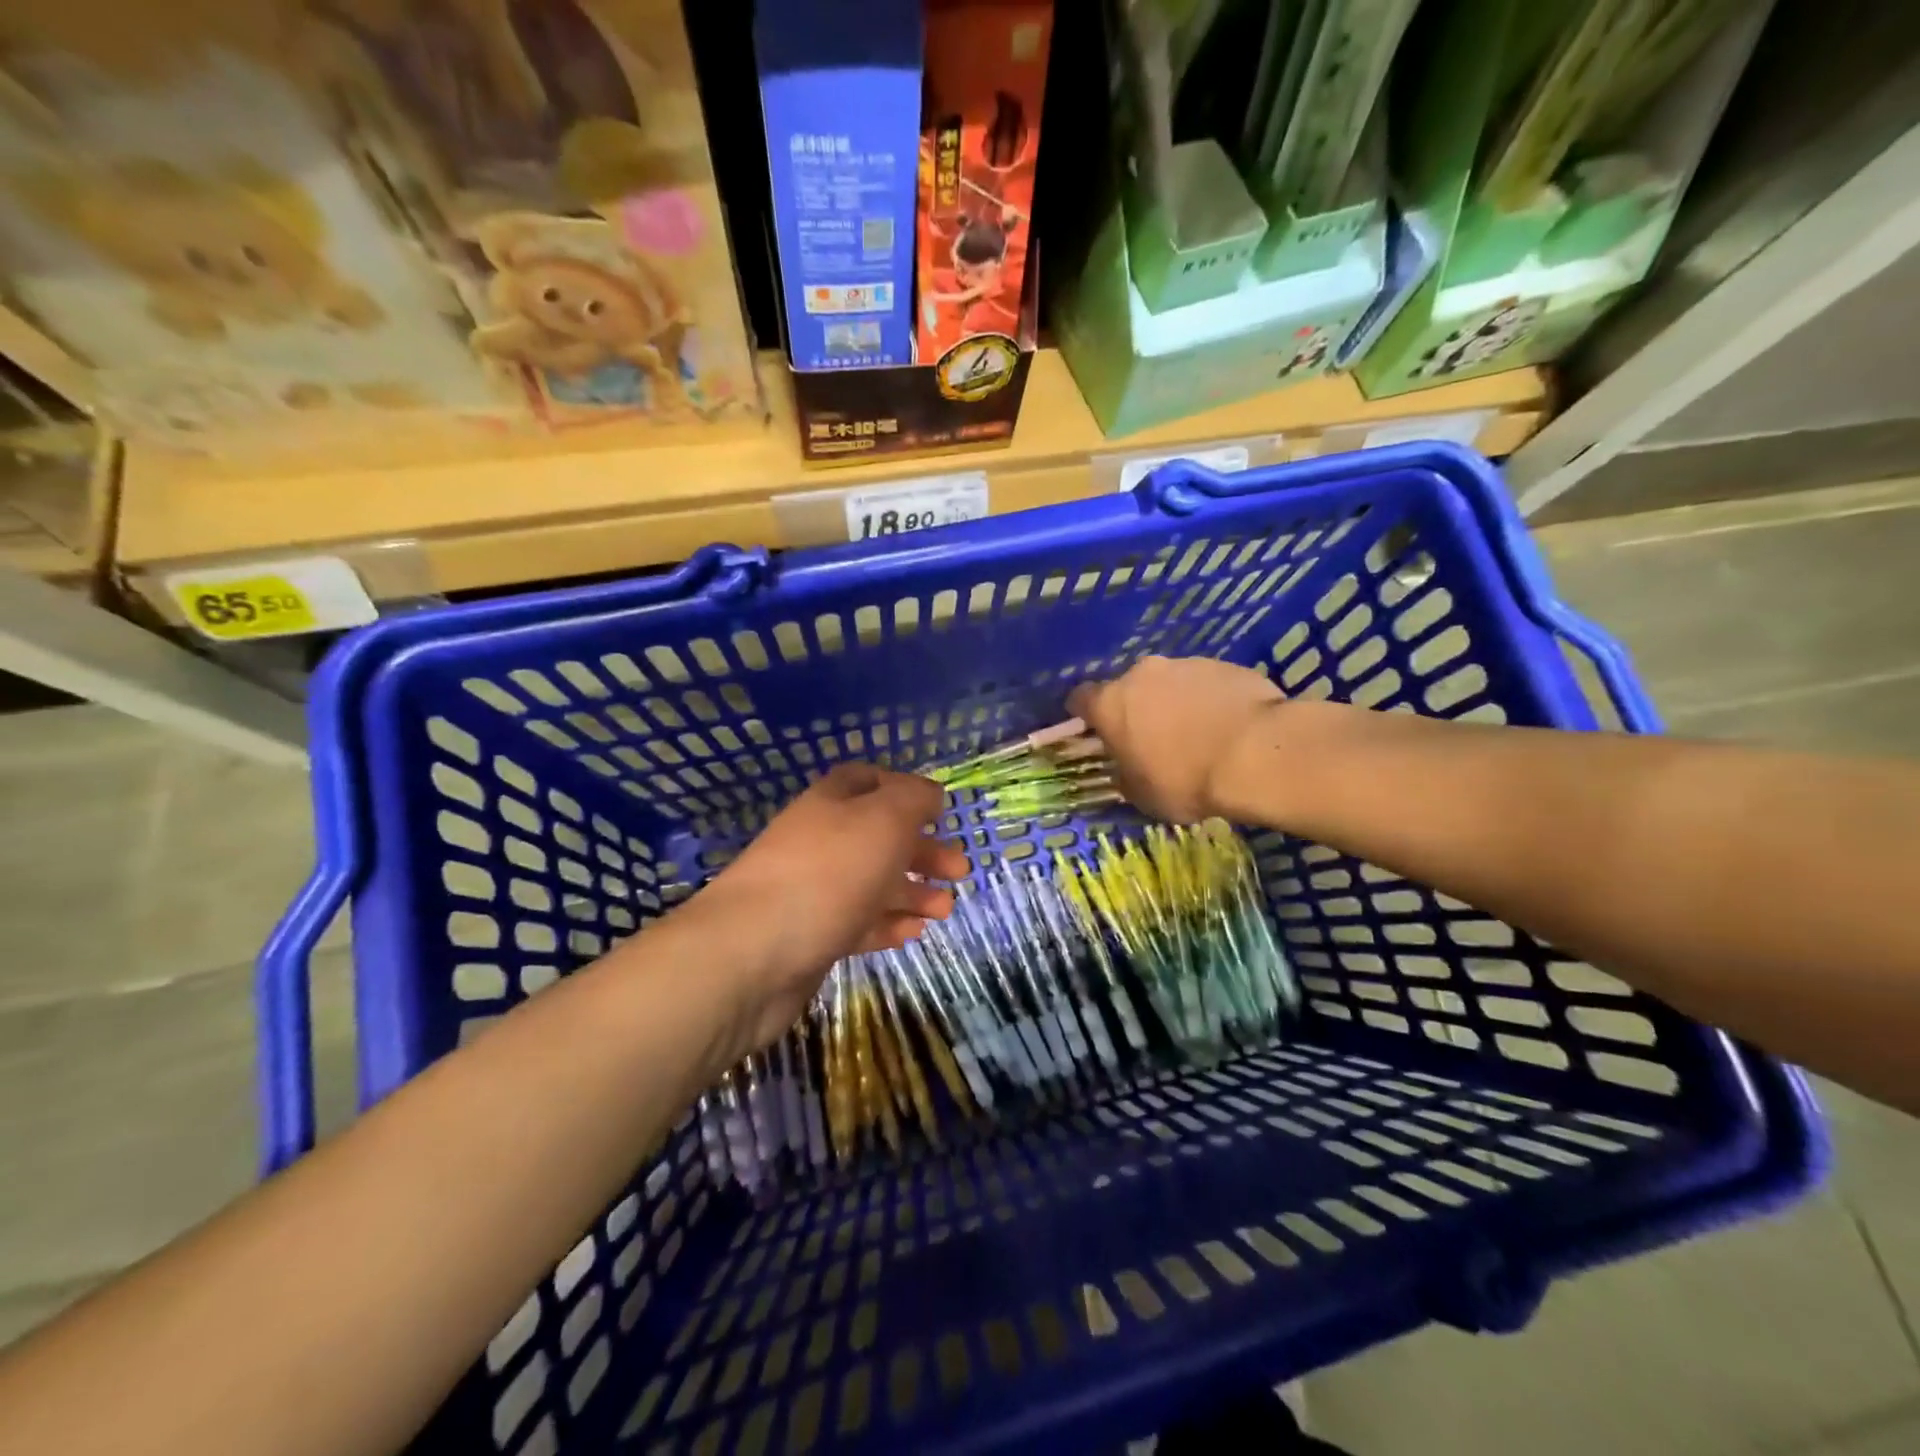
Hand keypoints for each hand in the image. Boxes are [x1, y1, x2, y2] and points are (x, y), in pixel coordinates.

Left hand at [686, 764, 966, 1051]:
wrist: (752, 954)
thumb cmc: (828, 873)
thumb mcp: (884, 820)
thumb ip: (914, 799)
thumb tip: (930, 795)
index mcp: (832, 803)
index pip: (868, 780)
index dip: (905, 790)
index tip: (940, 813)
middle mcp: (821, 841)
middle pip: (878, 837)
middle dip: (922, 851)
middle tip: (960, 870)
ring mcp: (813, 890)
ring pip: (871, 883)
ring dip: (912, 892)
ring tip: (945, 909)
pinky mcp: (811, 936)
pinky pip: (857, 923)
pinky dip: (887, 924)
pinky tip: (914, 933)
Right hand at [1068, 655, 1283, 821]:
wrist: (1257, 753)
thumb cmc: (1185, 779)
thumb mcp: (1142, 796)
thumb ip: (1125, 776)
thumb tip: (1126, 770)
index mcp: (1110, 704)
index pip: (1080, 699)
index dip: (1084, 715)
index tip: (1095, 732)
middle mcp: (1141, 674)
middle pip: (1128, 688)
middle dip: (1135, 709)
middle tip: (1152, 740)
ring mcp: (1185, 664)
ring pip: (1169, 683)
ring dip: (1174, 703)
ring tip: (1197, 734)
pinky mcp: (1224, 665)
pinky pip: (1206, 683)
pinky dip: (1208, 700)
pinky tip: (1226, 726)